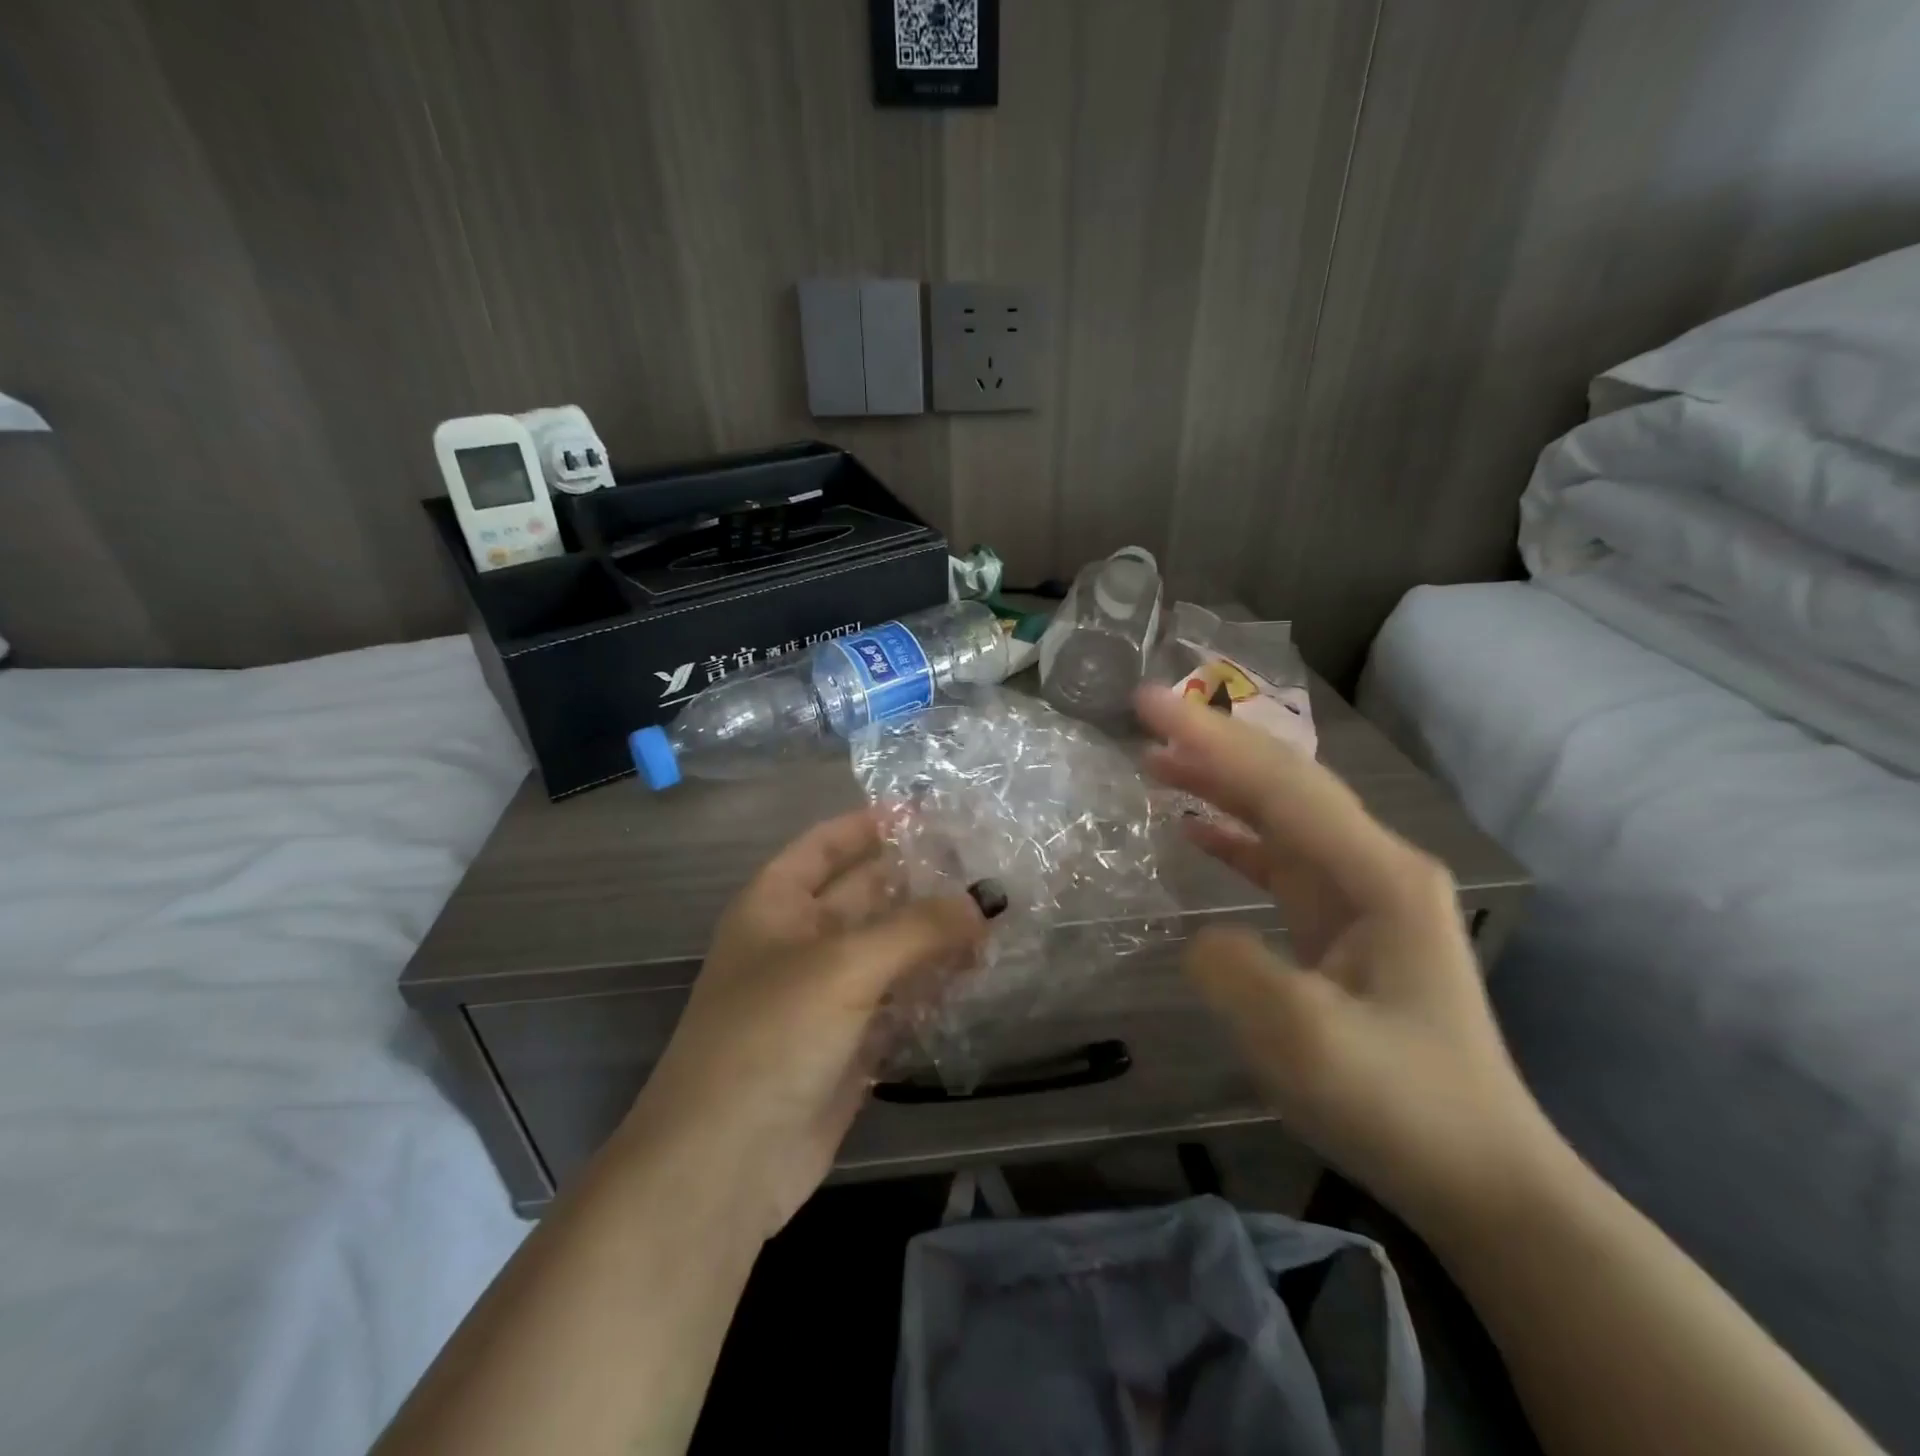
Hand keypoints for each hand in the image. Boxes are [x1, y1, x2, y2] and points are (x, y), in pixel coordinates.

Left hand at [621, 810, 985, 1240]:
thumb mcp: (844, 966)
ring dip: (935, 937)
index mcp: (777, 905)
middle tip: (987, 867)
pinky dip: (933, 988)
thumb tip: (984, 900)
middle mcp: (800, 942)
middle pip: (867, 895)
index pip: (826, 844)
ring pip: (889, 950)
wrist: (724, 1166)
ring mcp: (826, 996)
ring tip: (997, 918)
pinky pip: (899, 1001)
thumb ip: (918, 928)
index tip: (930, 812)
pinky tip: (978, 975)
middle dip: (920, 882)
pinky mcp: (850, 1044)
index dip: (871, 824)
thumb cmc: (770, 1037)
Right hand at [1136, 686, 1557, 1232]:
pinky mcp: (1345, 924)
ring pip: (1280, 815)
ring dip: (1219, 783)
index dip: (1210, 739)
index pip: (1279, 785)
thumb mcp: (1305, 1040)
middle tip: (1145, 713)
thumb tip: (1200, 936)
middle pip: (1283, 784)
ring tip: (1155, 760)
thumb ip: (1235, 970)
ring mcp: (1362, 894)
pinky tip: (1196, 828)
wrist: (1481, 1178)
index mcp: (1376, 875)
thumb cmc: (1401, 1104)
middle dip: (1213, 743)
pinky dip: (1235, 835)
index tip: (1147, 704)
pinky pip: (1280, 858)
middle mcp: (1374, 866)